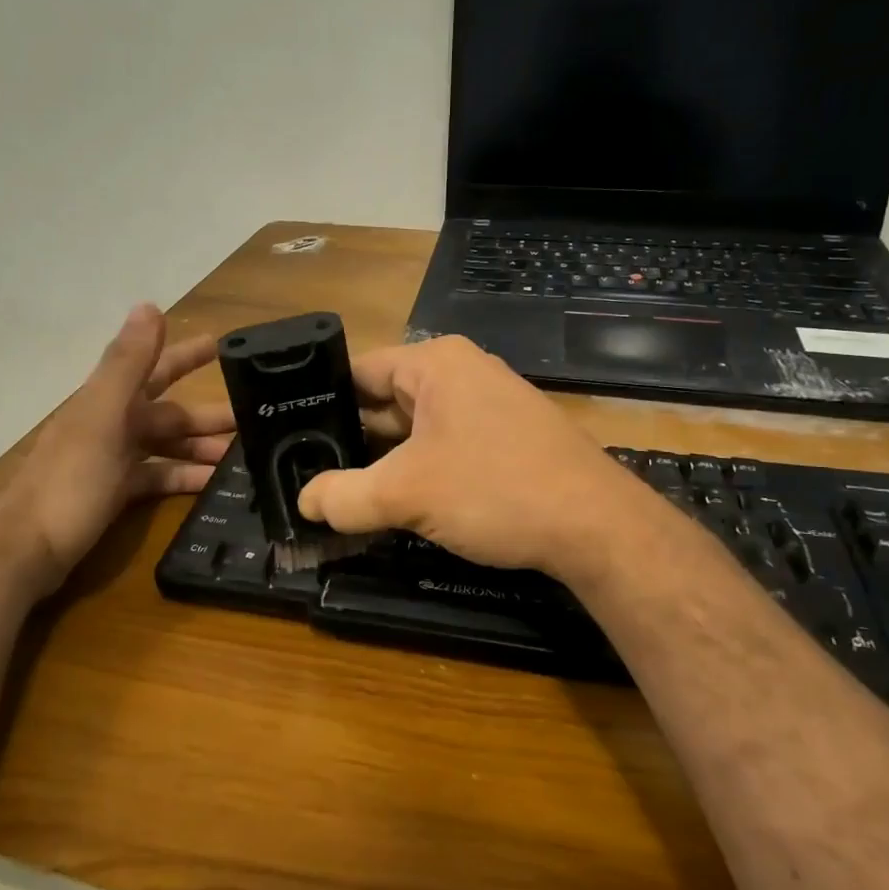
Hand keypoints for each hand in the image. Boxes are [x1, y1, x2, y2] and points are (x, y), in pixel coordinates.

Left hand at [0, 304, 233, 586]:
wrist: (26, 548)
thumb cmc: (69, 480)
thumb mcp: (103, 416)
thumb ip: (128, 363)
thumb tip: (149, 305)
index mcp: (110, 400)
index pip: (157, 367)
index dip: (187, 355)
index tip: (223, 346)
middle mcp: (112, 424)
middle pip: (169, 411)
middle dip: (207, 412)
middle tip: (252, 416)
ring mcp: (112, 460)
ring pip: (166, 445)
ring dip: (201, 447)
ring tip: (242, 457)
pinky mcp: (114, 494)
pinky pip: (158, 478)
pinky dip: (184, 478)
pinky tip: (212, 485)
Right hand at [296, 335, 674, 585]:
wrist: (597, 526)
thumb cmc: (496, 489)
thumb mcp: (407, 493)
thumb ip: (345, 496)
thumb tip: (305, 502)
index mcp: (435, 364)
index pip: (359, 369)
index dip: (322, 401)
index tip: (291, 434)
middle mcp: (462, 373)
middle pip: (386, 399)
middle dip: (351, 436)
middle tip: (309, 471)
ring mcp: (489, 405)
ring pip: (416, 427)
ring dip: (385, 459)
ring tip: (343, 491)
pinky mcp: (507, 437)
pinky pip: (446, 444)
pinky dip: (419, 468)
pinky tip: (398, 501)